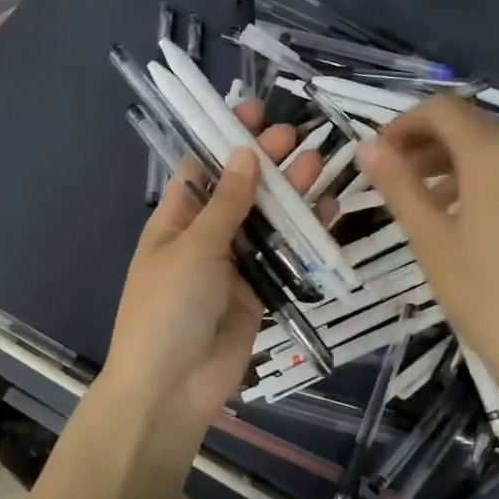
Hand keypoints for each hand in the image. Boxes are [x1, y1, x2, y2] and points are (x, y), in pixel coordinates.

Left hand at [103, 100, 327, 451]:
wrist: (171, 387)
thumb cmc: (168, 307)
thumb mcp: (193, 247)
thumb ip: (225, 204)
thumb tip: (243, 154)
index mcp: (175, 220)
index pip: (202, 167)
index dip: (225, 139)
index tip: (252, 110)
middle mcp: (205, 237)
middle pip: (241, 191)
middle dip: (266, 162)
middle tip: (297, 134)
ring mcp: (234, 266)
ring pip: (268, 221)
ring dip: (291, 194)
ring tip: (320, 162)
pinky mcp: (259, 292)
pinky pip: (284, 257)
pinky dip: (305, 236)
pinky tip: (330, 211)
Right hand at [359, 95, 498, 449]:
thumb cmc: (492, 304)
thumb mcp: (432, 244)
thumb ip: (399, 186)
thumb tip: (368, 147)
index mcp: (498, 154)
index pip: (444, 110)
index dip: (406, 124)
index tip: (384, 154)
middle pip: (482, 131)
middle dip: (440, 150)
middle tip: (411, 185)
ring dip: (480, 172)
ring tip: (457, 213)